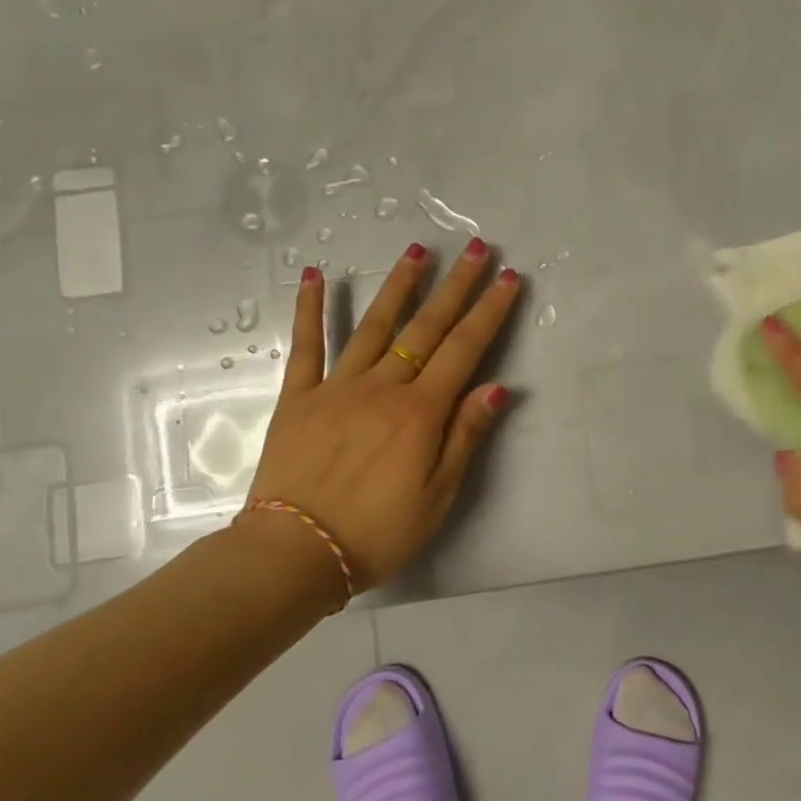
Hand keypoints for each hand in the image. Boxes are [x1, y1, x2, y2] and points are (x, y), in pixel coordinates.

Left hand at [238, 238, 519, 588]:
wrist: (294, 553)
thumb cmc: (377, 532)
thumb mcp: (438, 496)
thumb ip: (465, 436)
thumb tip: (497, 387)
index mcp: (420, 412)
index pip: (464, 350)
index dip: (488, 311)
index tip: (505, 278)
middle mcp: (383, 388)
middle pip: (426, 327)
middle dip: (454, 285)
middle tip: (474, 247)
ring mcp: (337, 387)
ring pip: (374, 326)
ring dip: (398, 285)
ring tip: (417, 250)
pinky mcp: (298, 397)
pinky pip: (306, 346)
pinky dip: (310, 309)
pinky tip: (315, 275)